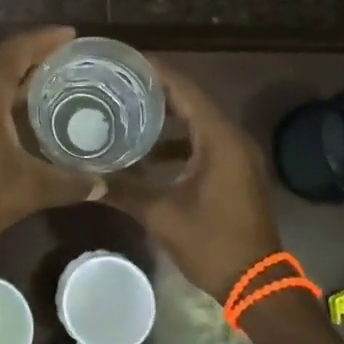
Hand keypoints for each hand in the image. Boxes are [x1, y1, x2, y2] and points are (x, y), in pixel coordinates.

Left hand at [0, 27, 100, 272]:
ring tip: (46, 81)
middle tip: (65, 59)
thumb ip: (68, 183)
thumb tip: (101, 184)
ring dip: (11, 74)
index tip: (72, 35)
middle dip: (31, 54)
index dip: (46, 39)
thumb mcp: (27, 190)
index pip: (17, 49)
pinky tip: (15, 111)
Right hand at [105, 61, 281, 301]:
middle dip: (157, 89)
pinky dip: (179, 138)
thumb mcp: (162, 215)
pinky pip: (205, 140)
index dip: (156, 71)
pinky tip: (150, 148)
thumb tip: (86, 178)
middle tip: (119, 81)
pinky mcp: (236, 170)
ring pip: (198, 120)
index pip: (185, 89)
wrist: (257, 283)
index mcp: (218, 138)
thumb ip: (124, 190)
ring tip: (128, 107)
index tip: (125, 59)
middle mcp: (232, 137)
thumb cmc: (212, 243)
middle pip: (192, 100)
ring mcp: (237, 154)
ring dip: (168, 115)